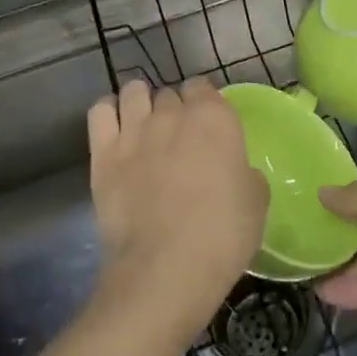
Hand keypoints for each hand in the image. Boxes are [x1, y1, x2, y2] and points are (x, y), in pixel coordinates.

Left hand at [88, 78, 267, 339]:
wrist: (166, 269)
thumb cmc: (223, 235)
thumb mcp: (256, 200)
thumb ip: (243, 171)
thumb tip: (233, 170)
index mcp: (215, 117)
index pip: (203, 86)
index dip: (204, 103)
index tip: (208, 126)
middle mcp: (172, 113)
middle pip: (170, 94)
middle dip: (174, 110)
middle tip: (178, 140)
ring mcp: (134, 129)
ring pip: (134, 91)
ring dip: (141, 104)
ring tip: (144, 128)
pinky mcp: (103, 152)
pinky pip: (100, 111)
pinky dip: (108, 114)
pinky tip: (115, 130)